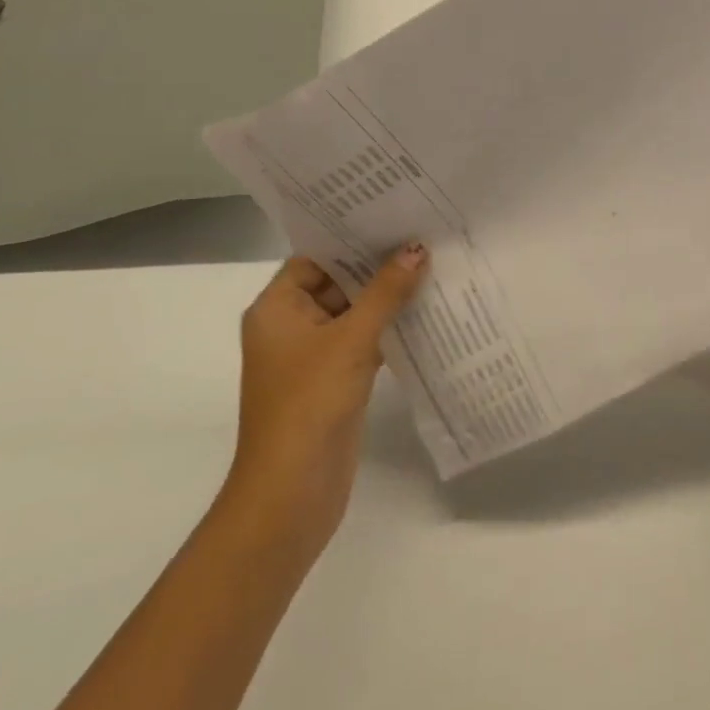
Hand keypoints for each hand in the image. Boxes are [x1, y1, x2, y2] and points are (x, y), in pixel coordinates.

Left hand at [223, 244, 427, 562]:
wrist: (291, 494)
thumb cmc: (309, 404)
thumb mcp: (350, 339)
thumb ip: (385, 292)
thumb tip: (417, 249)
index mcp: (277, 309)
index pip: (315, 256)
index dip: (350, 236)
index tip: (391, 215)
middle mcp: (291, 326)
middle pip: (337, 282)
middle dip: (377, 265)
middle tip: (423, 234)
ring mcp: (313, 356)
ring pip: (354, 313)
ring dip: (387, 297)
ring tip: (433, 265)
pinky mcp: (335, 381)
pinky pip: (363, 341)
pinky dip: (389, 329)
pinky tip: (426, 312)